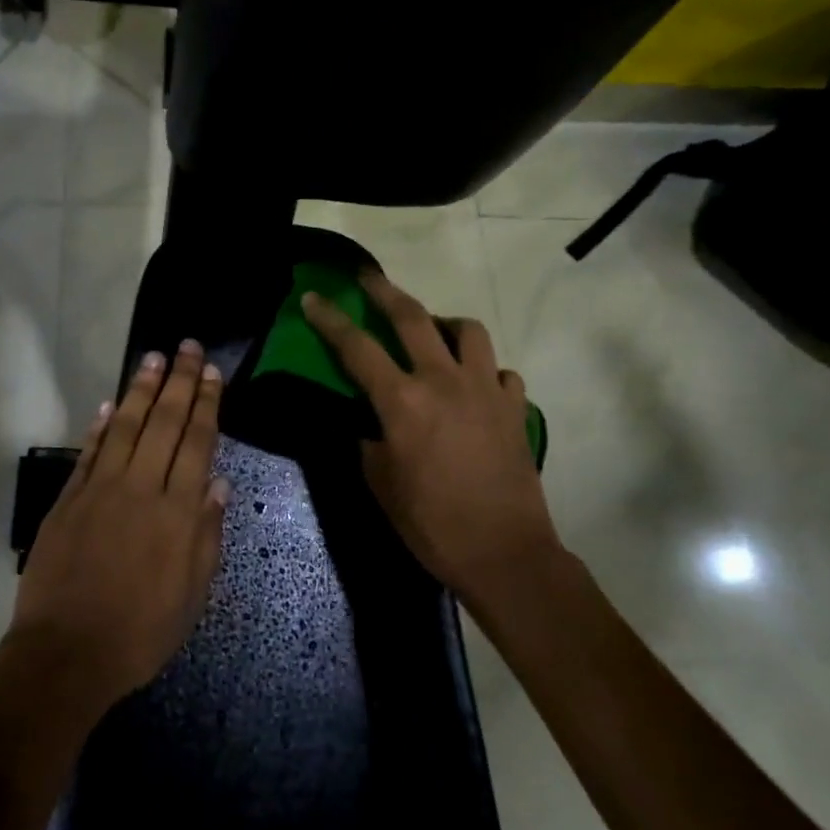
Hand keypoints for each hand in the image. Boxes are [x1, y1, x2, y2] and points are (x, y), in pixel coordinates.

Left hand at [8, 340, 230, 712]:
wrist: (67, 652)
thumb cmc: (140, 632)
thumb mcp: (192, 594)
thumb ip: (206, 533)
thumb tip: (217, 482)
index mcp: (177, 512)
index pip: (196, 443)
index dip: (205, 404)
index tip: (210, 372)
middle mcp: (140, 488)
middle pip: (163, 423)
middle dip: (178, 381)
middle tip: (187, 346)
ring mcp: (99, 489)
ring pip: (124, 426)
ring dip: (139, 389)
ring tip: (152, 358)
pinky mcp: (68, 498)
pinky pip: (88, 451)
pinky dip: (99, 424)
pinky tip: (109, 403)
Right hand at [300, 273, 562, 611]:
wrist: (505, 554)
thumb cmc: (431, 523)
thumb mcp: (380, 483)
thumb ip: (370, 441)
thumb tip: (374, 424)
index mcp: (402, 402)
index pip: (357, 347)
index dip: (330, 320)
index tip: (314, 297)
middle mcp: (444, 382)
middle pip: (412, 318)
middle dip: (384, 290)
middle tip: (367, 276)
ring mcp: (486, 390)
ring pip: (467, 331)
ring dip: (443, 322)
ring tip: (432, 331)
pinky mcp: (516, 408)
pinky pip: (501, 370)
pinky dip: (483, 369)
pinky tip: (473, 385)